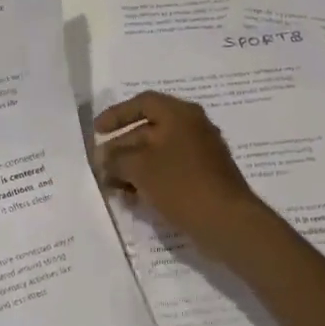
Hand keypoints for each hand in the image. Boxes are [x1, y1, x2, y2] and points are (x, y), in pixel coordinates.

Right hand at [94, 93, 266, 262]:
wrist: (227, 222)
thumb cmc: (181, 184)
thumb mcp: (139, 168)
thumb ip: (116, 159)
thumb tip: (103, 158)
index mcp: (180, 114)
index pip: (143, 103)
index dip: (116, 114)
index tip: (97, 131)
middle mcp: (192, 128)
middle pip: (148, 130)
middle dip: (121, 148)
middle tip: (100, 166)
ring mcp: (200, 154)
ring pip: (157, 154)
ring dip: (132, 167)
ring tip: (111, 186)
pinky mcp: (203, 179)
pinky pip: (169, 172)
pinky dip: (149, 180)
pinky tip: (132, 198)